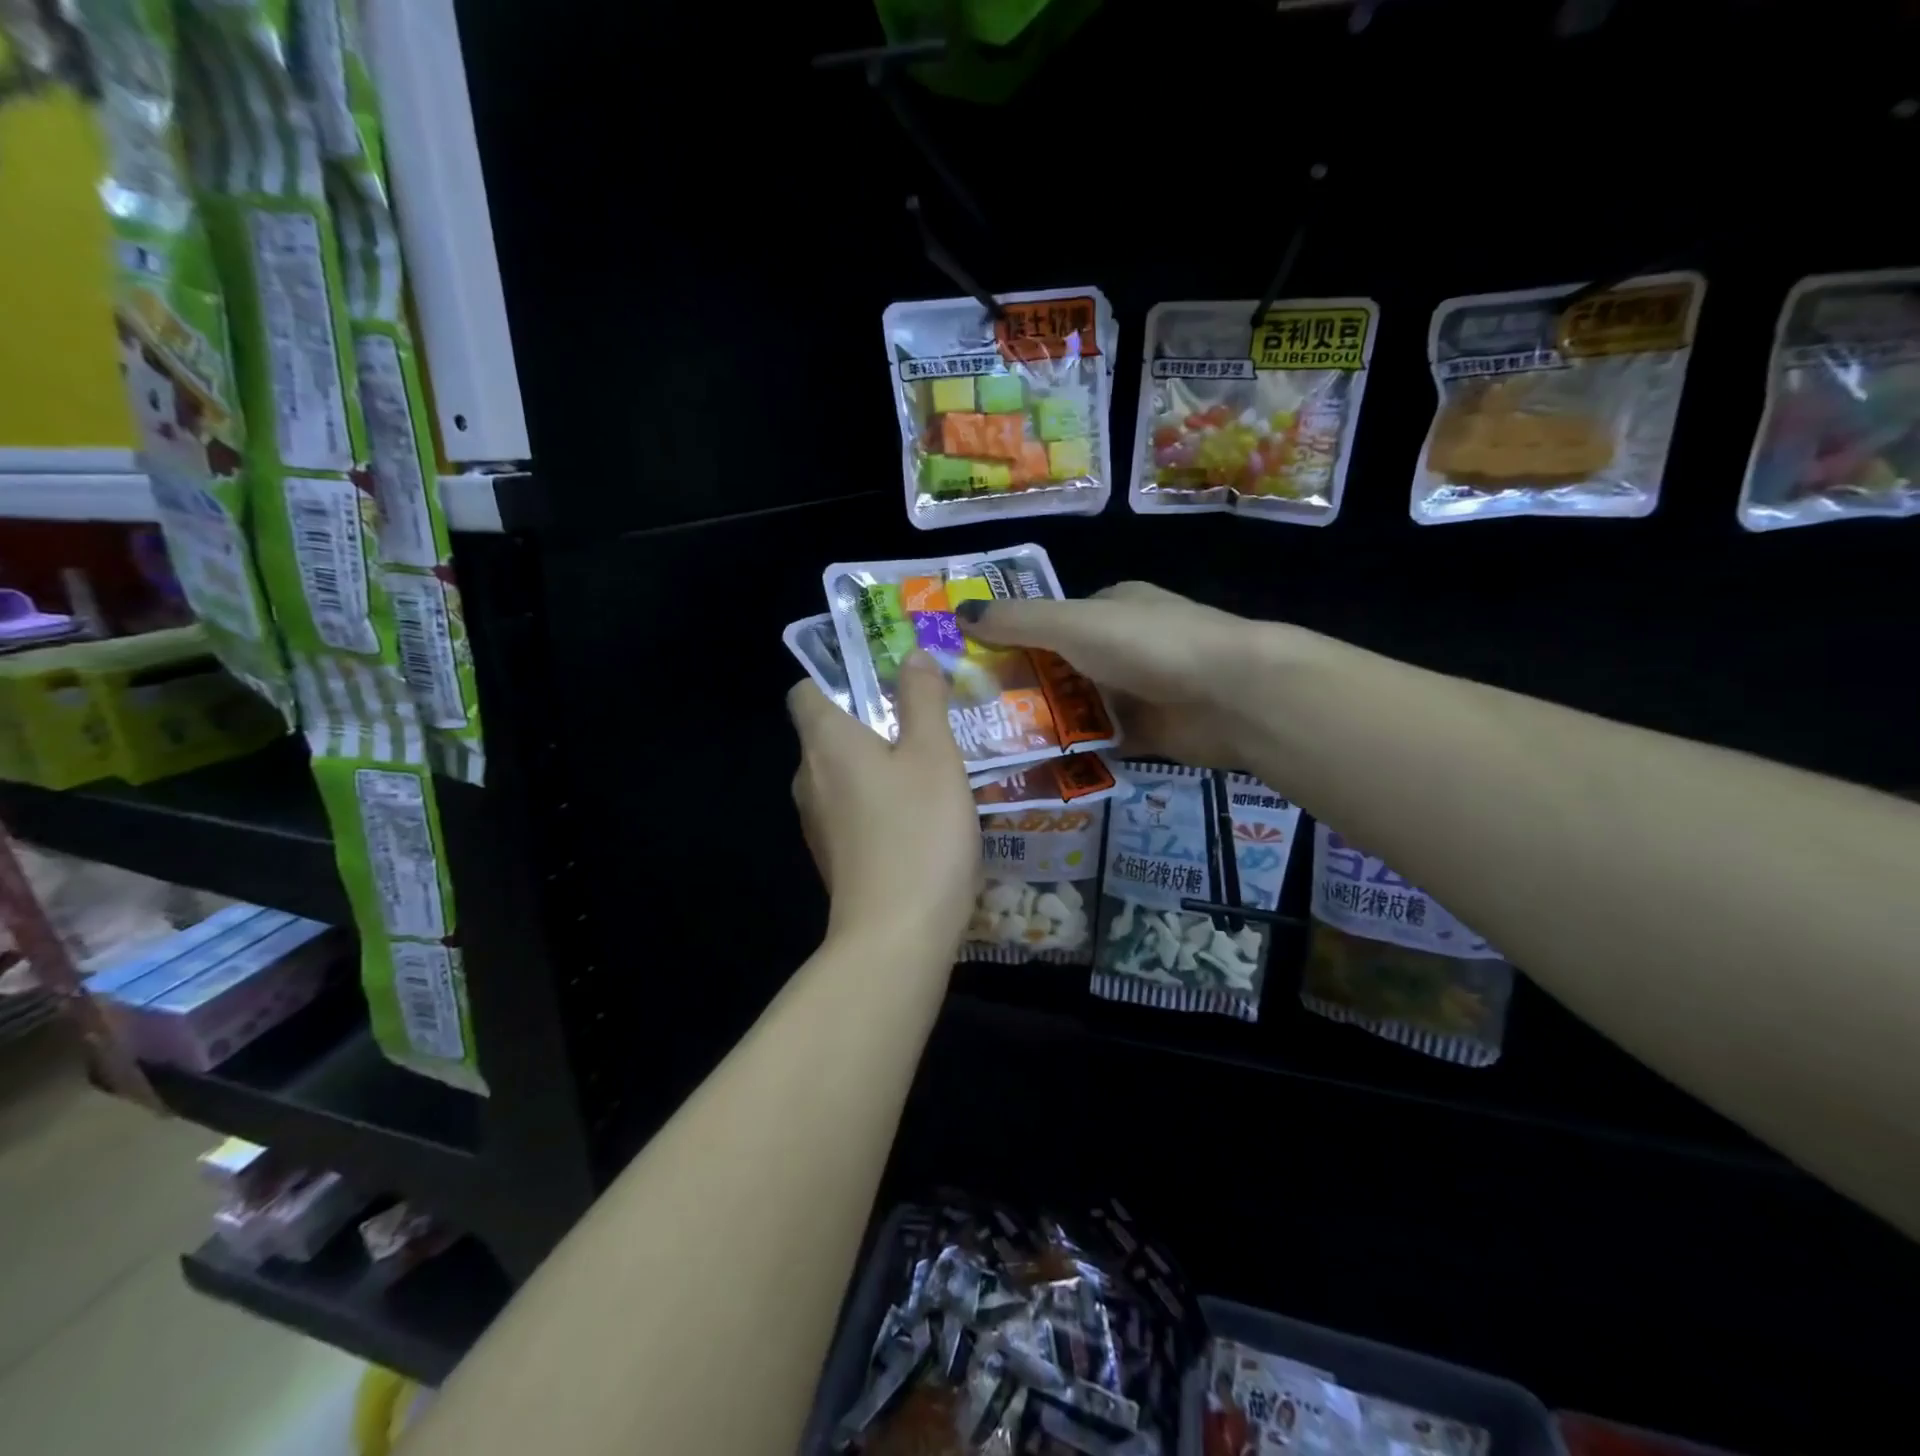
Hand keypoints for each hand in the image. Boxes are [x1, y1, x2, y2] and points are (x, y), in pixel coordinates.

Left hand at [788, 650, 979, 952]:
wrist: (898, 935)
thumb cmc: (918, 831)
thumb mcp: (935, 754)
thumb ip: (922, 699)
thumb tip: (911, 655)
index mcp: (825, 742)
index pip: (805, 691)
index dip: (838, 677)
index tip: (884, 680)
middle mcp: (808, 778)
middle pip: (828, 732)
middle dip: (870, 721)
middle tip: (925, 721)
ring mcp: (817, 823)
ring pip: (842, 775)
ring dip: (878, 764)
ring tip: (931, 767)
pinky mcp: (834, 857)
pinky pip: (852, 811)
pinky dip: (878, 803)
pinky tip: (921, 817)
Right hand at [956, 582, 1257, 767]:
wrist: (1232, 695)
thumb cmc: (1148, 646)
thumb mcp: (1072, 623)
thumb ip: (1017, 621)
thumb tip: (960, 613)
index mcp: (1108, 608)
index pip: (1049, 623)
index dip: (1010, 642)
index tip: (970, 670)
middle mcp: (1122, 646)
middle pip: (1059, 669)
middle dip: (1022, 691)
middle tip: (973, 720)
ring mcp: (1138, 691)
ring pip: (1078, 709)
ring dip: (1045, 726)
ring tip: (993, 751)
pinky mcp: (1149, 733)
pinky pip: (1100, 743)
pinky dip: (1074, 754)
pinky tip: (1036, 770)